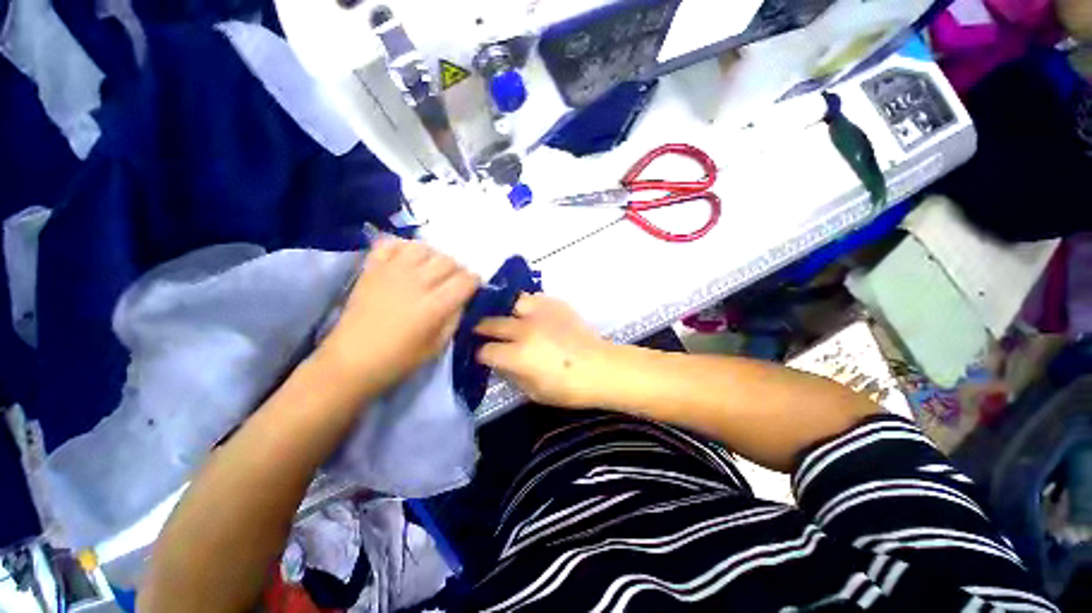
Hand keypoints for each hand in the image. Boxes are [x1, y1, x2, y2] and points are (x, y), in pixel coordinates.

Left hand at [319, 239, 479, 396]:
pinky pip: (390, 244)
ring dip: (432, 257)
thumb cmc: (399, 359)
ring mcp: (392, 272)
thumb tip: (462, 298)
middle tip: (452, 282)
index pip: (466, 279)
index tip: (472, 288)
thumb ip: (455, 317)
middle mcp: (417, 282)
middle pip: (448, 260)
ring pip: (423, 247)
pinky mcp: (372, 269)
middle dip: (457, 270)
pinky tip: (405, 261)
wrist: (351, 361)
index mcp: (435, 305)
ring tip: (429, 270)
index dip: (474, 282)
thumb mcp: (438, 345)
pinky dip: (402, 248)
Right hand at [475, 294, 611, 408]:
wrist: (601, 368)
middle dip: (483, 329)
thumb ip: (511, 375)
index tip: (484, 356)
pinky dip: (527, 305)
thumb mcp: (534, 392)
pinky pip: (534, 298)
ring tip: (507, 318)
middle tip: (483, 332)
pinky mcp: (556, 305)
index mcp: (518, 355)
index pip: (486, 350)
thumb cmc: (569, 389)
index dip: (481, 354)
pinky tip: (530, 313)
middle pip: (492, 323)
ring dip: (505, 311)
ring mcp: (540, 313)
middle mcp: (524, 330)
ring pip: (511, 302)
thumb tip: (499, 362)